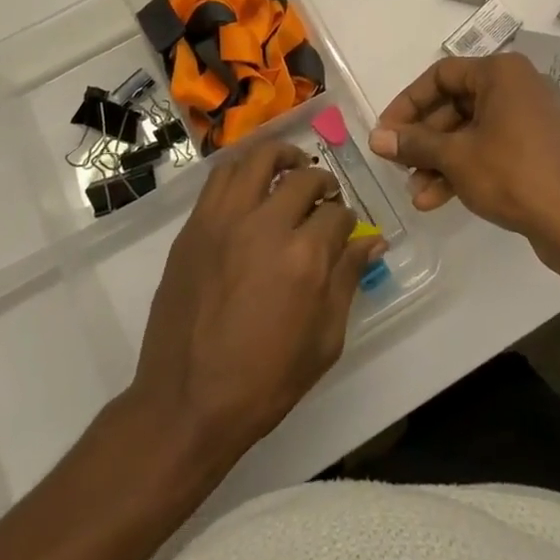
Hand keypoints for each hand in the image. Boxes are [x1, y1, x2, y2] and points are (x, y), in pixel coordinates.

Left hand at [130, 140, 387, 465]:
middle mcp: (264, 225)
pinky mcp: (194, 227)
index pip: (337, 214)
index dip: (347, 220)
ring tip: (289, 168)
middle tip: (324, 196)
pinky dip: (242, 170)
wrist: (187, 402)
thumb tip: (372, 242)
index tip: (345, 231)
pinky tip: (252, 185)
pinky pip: (220, 177)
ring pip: (257, 159)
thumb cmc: (265, 381)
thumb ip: (348, 280)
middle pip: (303, 178)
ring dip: (281, 157)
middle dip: (322, 182)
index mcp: (304, 257)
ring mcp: (224, 221)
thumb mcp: (325, 340)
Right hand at [368, 53, 559, 260]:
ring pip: (471, 130)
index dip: (408, 103)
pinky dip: (465, 167)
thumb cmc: (513, 175)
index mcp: (501, 73)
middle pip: (455, 104)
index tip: (386, 133)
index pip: (441, 75)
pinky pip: (491, 146)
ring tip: (416, 193)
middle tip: (398, 166)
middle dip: (424, 140)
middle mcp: (518, 86)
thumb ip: (414, 143)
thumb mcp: (456, 157)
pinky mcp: (537, 146)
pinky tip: (438, 199)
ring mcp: (531, 117)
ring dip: (440, 160)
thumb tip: (376, 138)